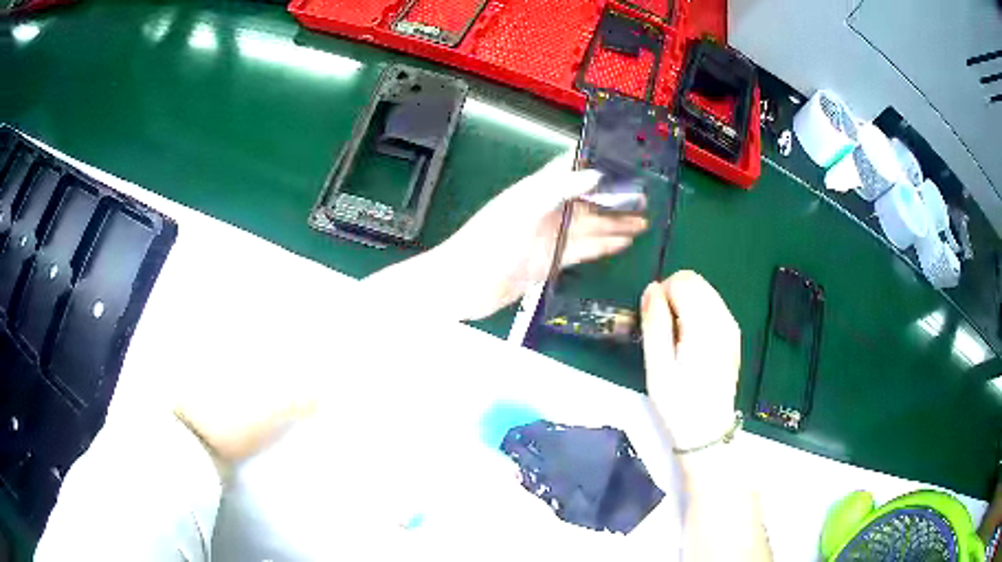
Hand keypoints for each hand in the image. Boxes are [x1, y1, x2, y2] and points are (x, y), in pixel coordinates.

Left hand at [429, 152, 647, 319]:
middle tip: (645, 199)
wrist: (463, 285)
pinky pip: (582, 250)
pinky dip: (603, 246)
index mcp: (536, 189)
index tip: (627, 162)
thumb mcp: (523, 207)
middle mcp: (546, 209)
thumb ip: (559, 187)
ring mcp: (549, 237)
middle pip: (586, 199)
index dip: (597, 163)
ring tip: (644, 222)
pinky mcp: (550, 261)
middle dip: (614, 198)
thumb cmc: (488, 241)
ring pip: (589, 226)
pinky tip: (623, 243)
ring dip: (614, 223)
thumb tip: (596, 172)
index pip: (571, 168)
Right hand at [640, 271, 740, 450]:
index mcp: (705, 325)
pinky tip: (690, 342)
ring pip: (704, 291)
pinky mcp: (733, 334)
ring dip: (685, 304)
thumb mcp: (657, 368)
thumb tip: (651, 289)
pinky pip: (712, 305)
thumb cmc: (678, 404)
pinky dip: (696, 312)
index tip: (654, 324)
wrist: (708, 432)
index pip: (682, 281)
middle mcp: (723, 318)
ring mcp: (731, 326)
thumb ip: (654, 324)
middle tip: (664, 332)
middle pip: (695, 281)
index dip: (662, 295)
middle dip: (673, 296)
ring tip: (676, 339)